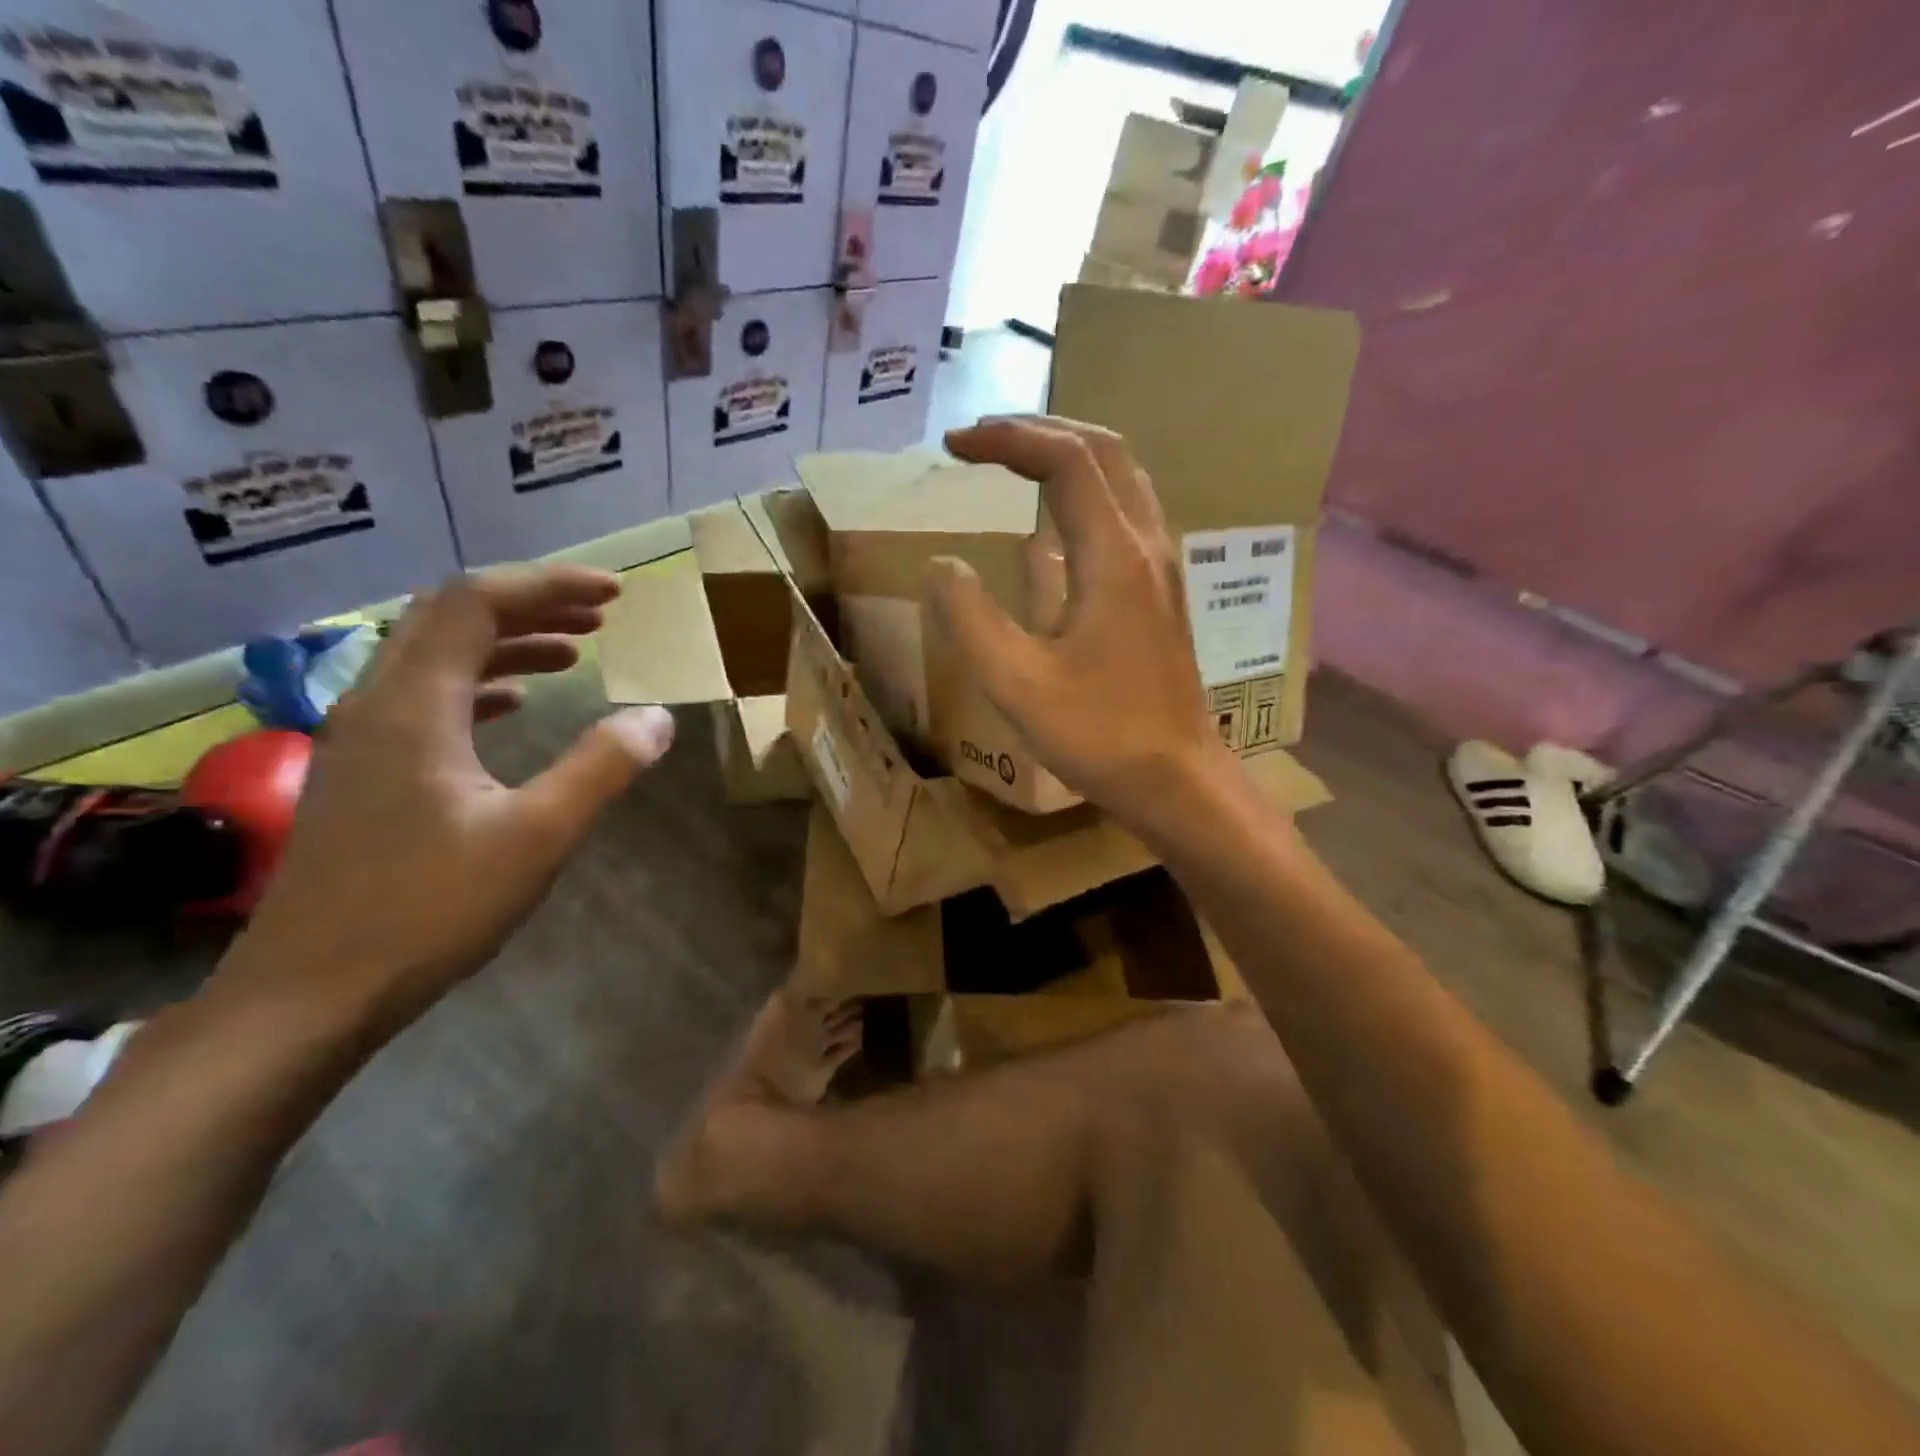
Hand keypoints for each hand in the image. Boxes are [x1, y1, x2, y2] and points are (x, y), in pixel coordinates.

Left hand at [218, 565, 675, 1032]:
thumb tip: (658, 717)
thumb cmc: (427, 909)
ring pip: (437, 656)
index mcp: (414, 704)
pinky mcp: (366, 770)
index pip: (477, 601)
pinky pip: (428, 697)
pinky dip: (482, 683)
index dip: (549, 585)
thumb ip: (602, 767)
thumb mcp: (536, 835)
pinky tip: (519, 704)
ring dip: (508, 641)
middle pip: (451, 616)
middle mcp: (377, 702)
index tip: (614, 595)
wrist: (310, 992)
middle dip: (532, 604)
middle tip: (600, 614)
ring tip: (574, 652)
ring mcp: (363, 737)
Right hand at [928, 417, 1226, 837]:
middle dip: (1038, 431)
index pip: (1064, 460)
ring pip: (1123, 476)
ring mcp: (1162, 566)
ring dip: (1068, 453)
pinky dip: (1087, 489)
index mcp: (1113, 556)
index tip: (953, 446)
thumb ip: (972, 617)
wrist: (1178, 780)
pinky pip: (1128, 510)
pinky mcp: (1163, 591)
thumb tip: (943, 564)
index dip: (1006, 439)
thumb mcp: (1017, 683)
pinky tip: (1057, 519)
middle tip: (981, 440)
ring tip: (1014, 461)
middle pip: (1102, 450)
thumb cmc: (1099, 735)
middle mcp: (1146, 545)